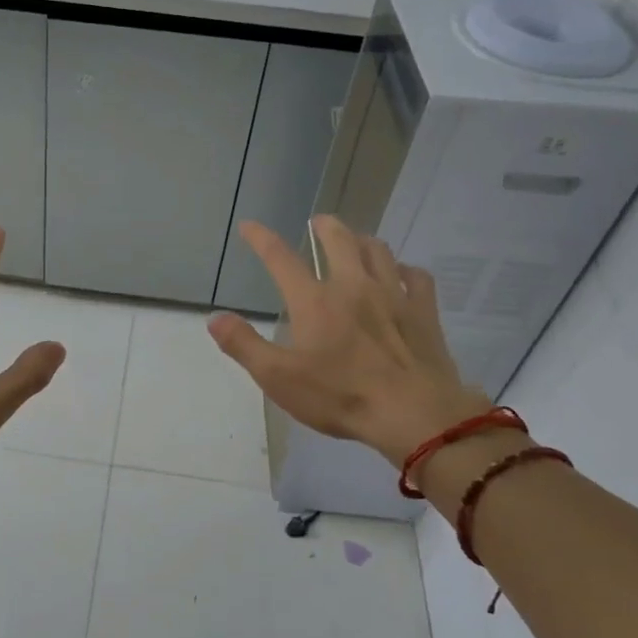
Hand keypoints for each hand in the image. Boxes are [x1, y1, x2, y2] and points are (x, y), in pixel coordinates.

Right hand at [207, 216, 487, 466]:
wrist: (415, 414)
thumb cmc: (341, 396)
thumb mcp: (279, 378)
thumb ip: (244, 345)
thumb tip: (214, 319)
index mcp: (314, 301)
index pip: (280, 258)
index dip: (261, 238)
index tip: (249, 226)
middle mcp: (353, 286)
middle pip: (338, 239)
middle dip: (324, 226)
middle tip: (317, 223)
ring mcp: (393, 295)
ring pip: (378, 250)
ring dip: (362, 240)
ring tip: (355, 242)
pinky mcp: (423, 312)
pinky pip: (416, 277)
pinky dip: (405, 269)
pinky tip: (401, 275)